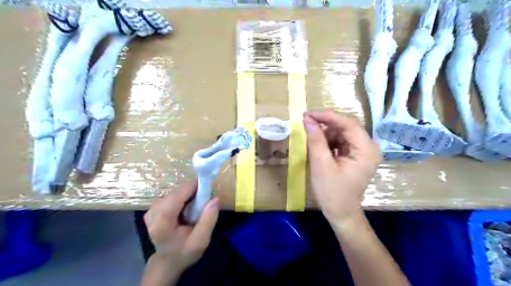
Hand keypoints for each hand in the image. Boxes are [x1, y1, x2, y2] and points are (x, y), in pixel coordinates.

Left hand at [142, 181, 217, 274]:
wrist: (167, 262)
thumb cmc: (184, 252)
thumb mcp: (201, 240)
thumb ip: (209, 219)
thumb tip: (216, 198)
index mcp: (163, 219)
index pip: (181, 192)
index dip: (197, 187)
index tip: (209, 192)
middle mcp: (154, 210)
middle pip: (179, 190)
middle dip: (194, 192)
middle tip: (205, 203)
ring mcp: (152, 208)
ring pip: (176, 191)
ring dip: (189, 195)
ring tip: (197, 208)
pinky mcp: (153, 207)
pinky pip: (173, 195)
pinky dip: (183, 198)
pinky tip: (187, 209)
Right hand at [303, 110, 378, 226]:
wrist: (340, 213)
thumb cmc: (332, 192)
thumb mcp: (321, 164)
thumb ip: (315, 140)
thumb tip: (307, 120)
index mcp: (366, 150)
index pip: (348, 124)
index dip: (327, 117)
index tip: (308, 114)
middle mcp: (368, 147)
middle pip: (346, 127)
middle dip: (325, 125)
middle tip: (306, 123)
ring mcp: (362, 152)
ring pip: (342, 133)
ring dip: (325, 133)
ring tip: (310, 137)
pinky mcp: (355, 156)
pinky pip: (341, 142)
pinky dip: (328, 141)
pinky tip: (317, 145)